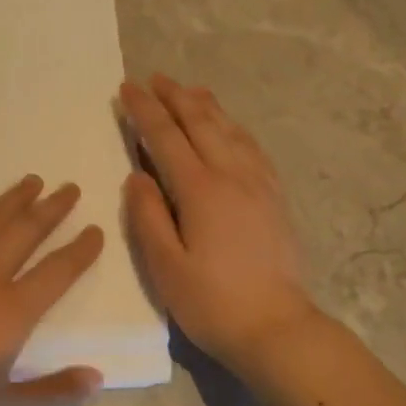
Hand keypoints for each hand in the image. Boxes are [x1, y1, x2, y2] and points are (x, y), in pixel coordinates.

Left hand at [0, 176, 106, 405]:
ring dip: (11, 199)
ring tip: (30, 181)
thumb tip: (97, 377)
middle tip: (68, 187)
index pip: (56, 273)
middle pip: (23, 234)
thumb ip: (53, 397)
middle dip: (50, 209)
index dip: (79, 251)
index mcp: (11, 313)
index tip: (95, 229)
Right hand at [120, 75, 320, 367]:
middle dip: (175, 97)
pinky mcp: (274, 197)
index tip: (128, 87)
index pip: (166, 138)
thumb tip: (137, 175)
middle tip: (155, 77)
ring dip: (206, 106)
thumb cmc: (212, 302)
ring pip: (230, 130)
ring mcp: (258, 184)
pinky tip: (228, 126)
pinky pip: (252, 147)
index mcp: (200, 191)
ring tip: (189, 89)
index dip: (145, 110)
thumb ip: (147, 216)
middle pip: (201, 123)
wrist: (276, 328)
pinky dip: (233, 127)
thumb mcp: (165, 267)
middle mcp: (232, 176)